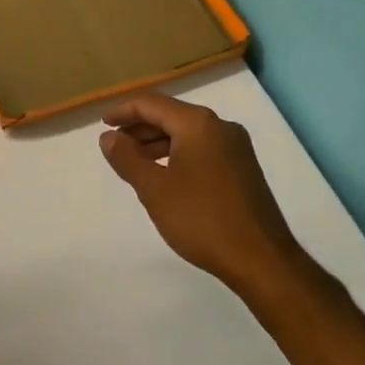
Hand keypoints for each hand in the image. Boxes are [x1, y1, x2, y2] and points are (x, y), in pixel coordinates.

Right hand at [99, 92, 300, 296]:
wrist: (262, 260)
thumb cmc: (202, 219)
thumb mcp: (154, 189)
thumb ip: (127, 158)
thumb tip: (109, 137)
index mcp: (198, 124)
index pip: (152, 104)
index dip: (123, 111)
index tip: (103, 125)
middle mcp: (220, 127)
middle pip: (171, 115)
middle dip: (140, 127)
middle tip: (114, 146)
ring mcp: (236, 147)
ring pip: (187, 133)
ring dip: (157, 142)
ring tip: (134, 162)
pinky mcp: (243, 168)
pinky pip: (202, 148)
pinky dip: (177, 154)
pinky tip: (165, 176)